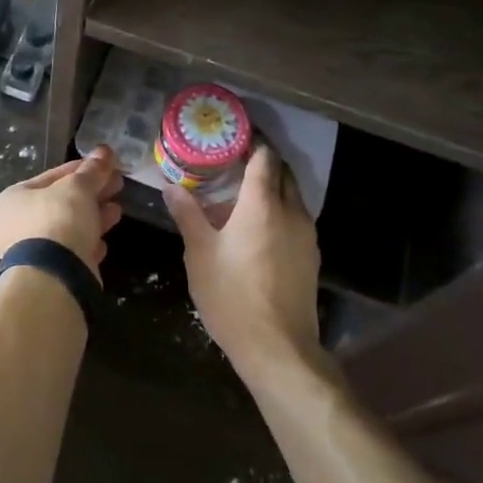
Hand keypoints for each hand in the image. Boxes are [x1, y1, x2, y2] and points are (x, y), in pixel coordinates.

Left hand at [0, 146, 123, 281]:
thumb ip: (92, 171)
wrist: (49, 283)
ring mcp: (27, 256)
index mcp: (10, 200)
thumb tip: (105, 151)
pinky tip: (103, 243)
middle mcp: (12, 227)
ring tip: (117, 210)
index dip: (81, 169)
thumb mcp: (77, 189)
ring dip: (92, 218)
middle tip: (117, 185)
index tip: (107, 165)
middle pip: (59, 203)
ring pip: (66, 230)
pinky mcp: (45, 279)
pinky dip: (86, 246)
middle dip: (90, 194)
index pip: (51, 176)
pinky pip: (69, 255)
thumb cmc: (55, 223)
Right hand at [164, 144, 320, 373]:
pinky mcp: (311, 257)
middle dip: (263, 160)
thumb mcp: (200, 253)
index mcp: (263, 203)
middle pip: (283, 172)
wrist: (279, 349)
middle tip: (234, 159)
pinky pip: (296, 218)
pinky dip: (279, 210)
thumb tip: (171, 186)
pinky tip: (257, 227)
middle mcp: (291, 211)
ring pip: (292, 196)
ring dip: (272, 187)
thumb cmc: (233, 296)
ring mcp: (306, 235)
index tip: (234, 134)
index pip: (264, 157)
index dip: (252, 141)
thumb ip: (187, 214)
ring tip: (242, 192)